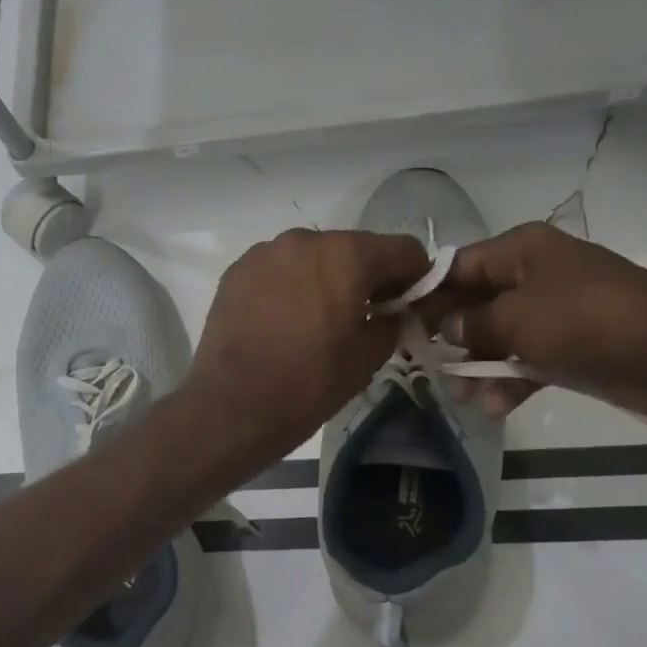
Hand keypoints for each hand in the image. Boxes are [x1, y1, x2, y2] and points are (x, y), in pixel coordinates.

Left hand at [188, 228, 429, 462]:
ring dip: (326, 279)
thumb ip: (391, 323)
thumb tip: (393, 312)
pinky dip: (290, 285)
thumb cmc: (308, 384)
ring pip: (313, 257)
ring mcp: (265, 252)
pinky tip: (283, 321)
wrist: (230, 407)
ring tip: (318, 321)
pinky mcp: (236, 271)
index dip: (415, 276)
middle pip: (354, 249)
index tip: (409, 304)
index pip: (403, 249)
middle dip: (367, 277)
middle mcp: (305, 239)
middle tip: (365, 316)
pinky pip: (278, 269)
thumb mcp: (367, 359)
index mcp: (347, 255)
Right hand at [425, 221, 646, 419]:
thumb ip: (473, 321)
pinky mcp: (572, 346)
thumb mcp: (518, 318)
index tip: (399, 321)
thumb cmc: (586, 320)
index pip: (459, 265)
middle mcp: (535, 275)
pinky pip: (529, 360)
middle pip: (477, 302)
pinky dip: (511, 381)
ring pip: (500, 336)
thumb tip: (446, 326)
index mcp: (522, 251)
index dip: (428, 293)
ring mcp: (555, 312)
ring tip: (460, 396)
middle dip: (450, 335)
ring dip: (479, 365)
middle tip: (420, 363)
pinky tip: (494, 407)